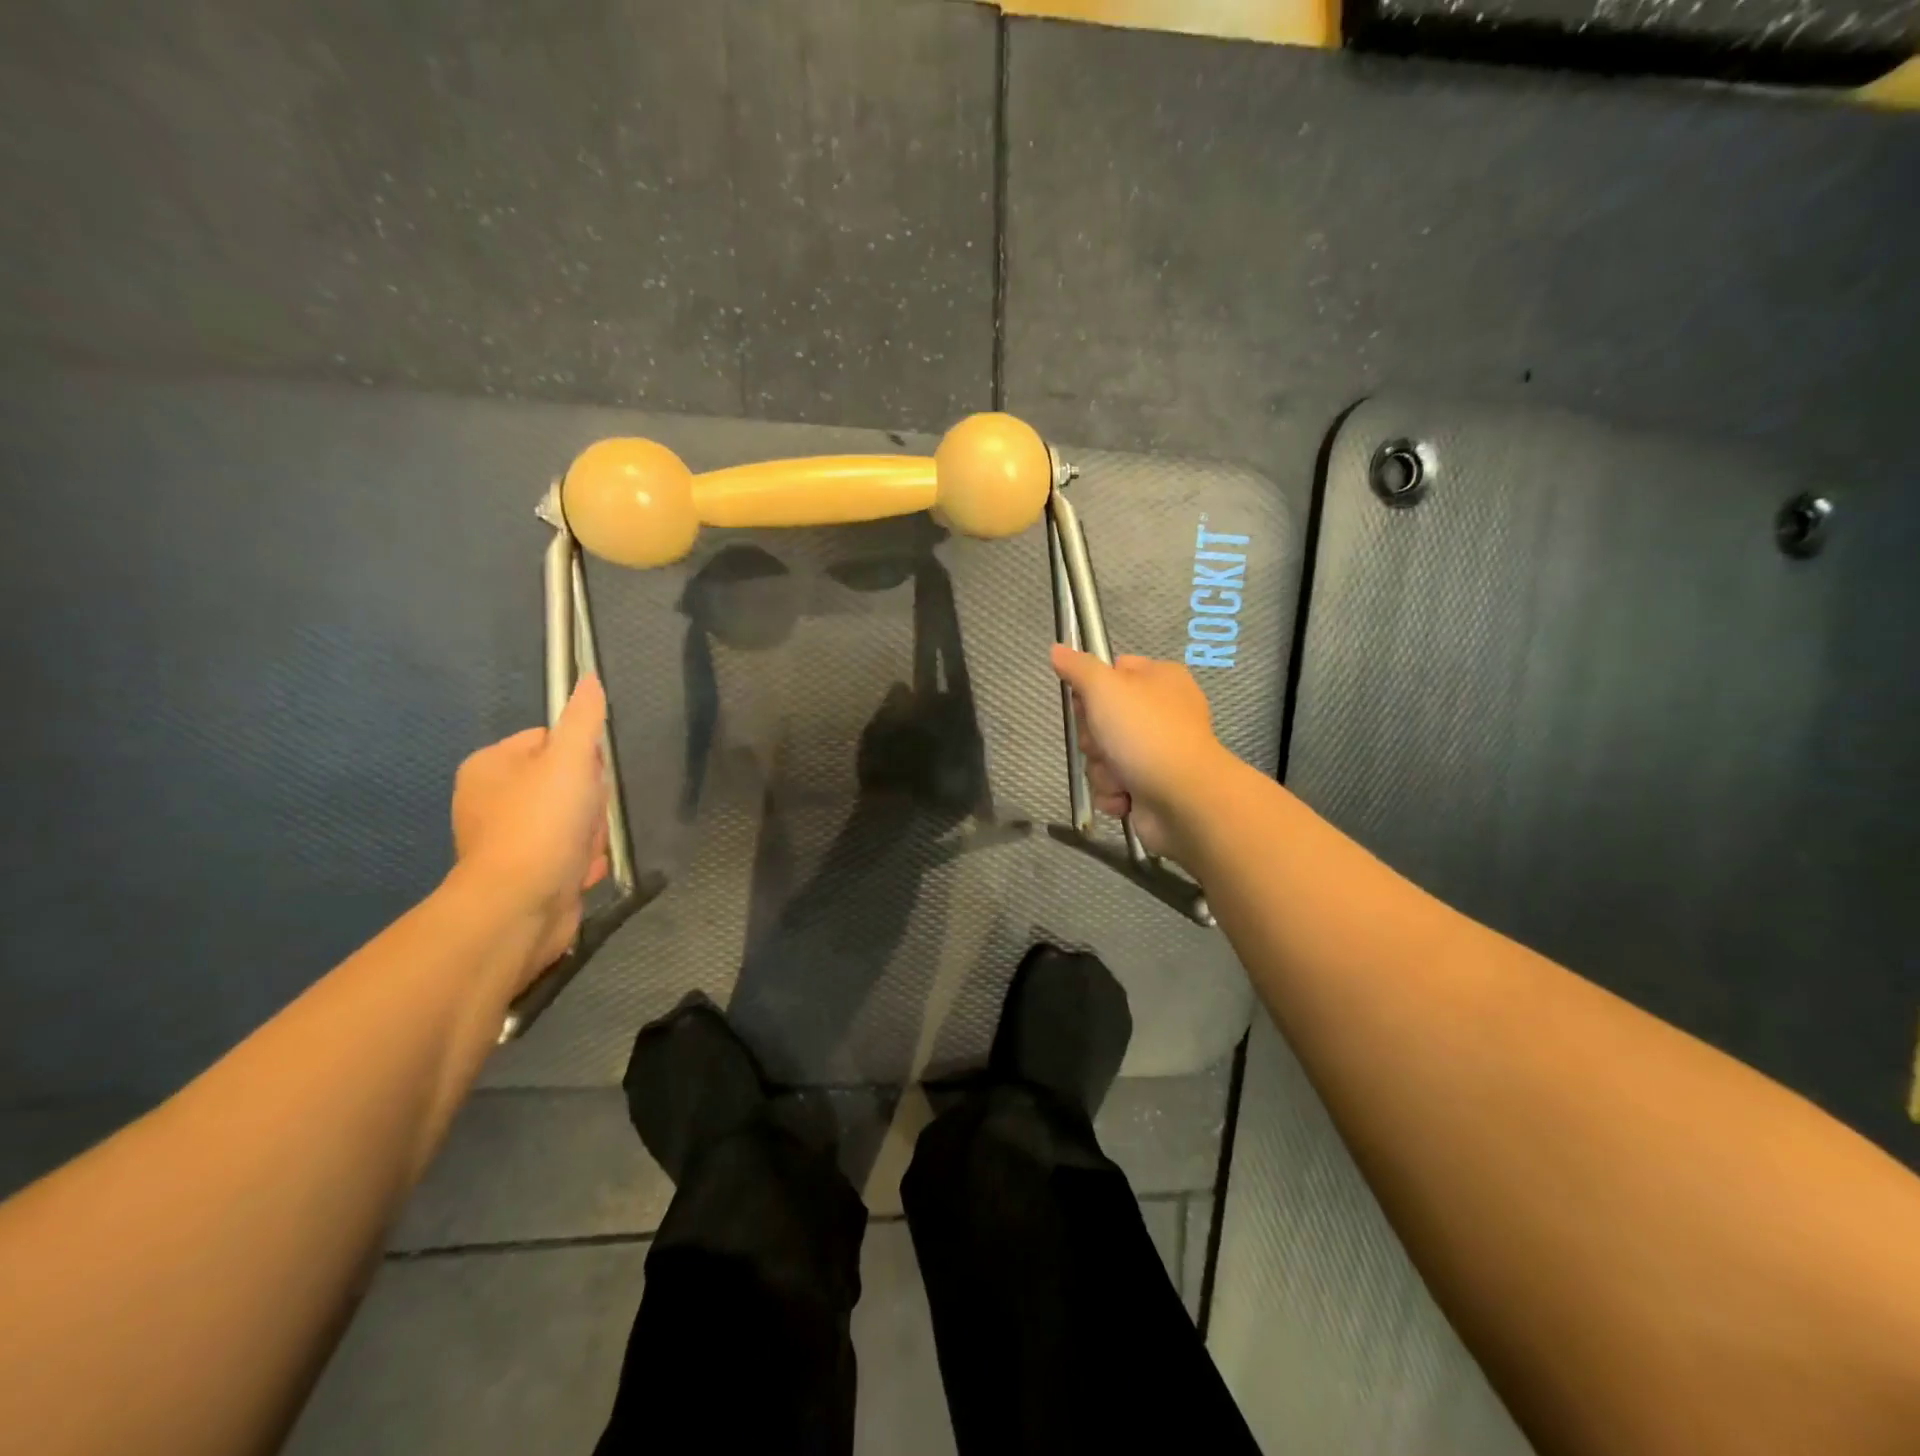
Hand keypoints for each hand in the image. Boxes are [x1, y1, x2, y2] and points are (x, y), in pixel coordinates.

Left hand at [451, 676, 610, 977]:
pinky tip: (581, 872)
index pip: (551, 741)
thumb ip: (583, 719)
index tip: (588, 779)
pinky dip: (581, 862)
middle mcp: (491, 799)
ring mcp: (507, 839)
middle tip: (585, 820)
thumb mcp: (569, 760)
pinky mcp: (524, 872)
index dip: (582, 758)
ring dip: (590, 836)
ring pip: (573, 821)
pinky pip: (567, 854)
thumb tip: (589, 677)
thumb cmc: (541, 824)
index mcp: (490, 766)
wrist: (519, 906)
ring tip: (582, 851)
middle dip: (589, 805)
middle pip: (568, 783)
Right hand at [1049, 646, 1231, 859]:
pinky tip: (1126, 797)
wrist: (1183, 799)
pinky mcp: (1151, 786)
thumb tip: (1057, 649)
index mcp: (1160, 679)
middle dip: (1094, 738)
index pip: (1112, 672)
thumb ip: (1078, 667)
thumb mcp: (1105, 688)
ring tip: (1121, 777)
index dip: (1091, 690)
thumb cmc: (1145, 733)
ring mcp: (1157, 751)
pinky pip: (1113, 785)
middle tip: (1105, 743)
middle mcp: (1161, 713)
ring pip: (1103, 756)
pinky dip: (1114, 793)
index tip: (1086, 703)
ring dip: (1102, 770)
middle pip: (1101, 719)